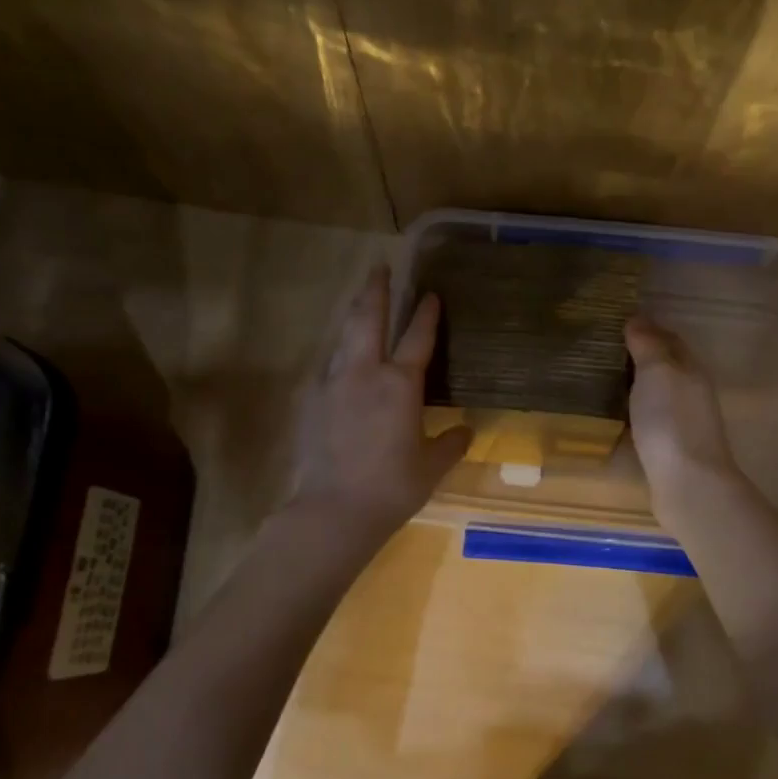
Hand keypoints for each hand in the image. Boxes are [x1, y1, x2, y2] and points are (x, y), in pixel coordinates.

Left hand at [287, 267, 471, 533]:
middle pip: (370, 319)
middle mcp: (365, 373)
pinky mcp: (311, 400)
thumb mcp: (432, 467)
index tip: (431, 293)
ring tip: (360, 301)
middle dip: (376, 291)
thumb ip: (451, 444)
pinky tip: (339, 356)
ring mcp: (333, 383)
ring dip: (354, 314)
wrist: (333, 510)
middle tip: (379, 268)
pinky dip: (338, 351)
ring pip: (344, 336)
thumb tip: (466, 431)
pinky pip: (328, 365)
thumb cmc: (392, 487)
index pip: (418, 338)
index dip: (427, 314)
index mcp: (400, 385)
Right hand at [624, 314, 746, 530]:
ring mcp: (683, 422)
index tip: (616, 323)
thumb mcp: (658, 371)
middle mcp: (691, 391)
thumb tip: (636, 319)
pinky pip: (651, 419)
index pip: (669, 339)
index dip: (647, 328)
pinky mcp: (671, 448)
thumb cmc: (671, 420)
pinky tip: (616, 415)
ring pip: (658, 393)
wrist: (688, 483)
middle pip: (666, 366)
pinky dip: (635, 411)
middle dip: (640, 356)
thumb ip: (648, 345)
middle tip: (603, 350)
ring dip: (636, 385)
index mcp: (690, 368)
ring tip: (602, 379)